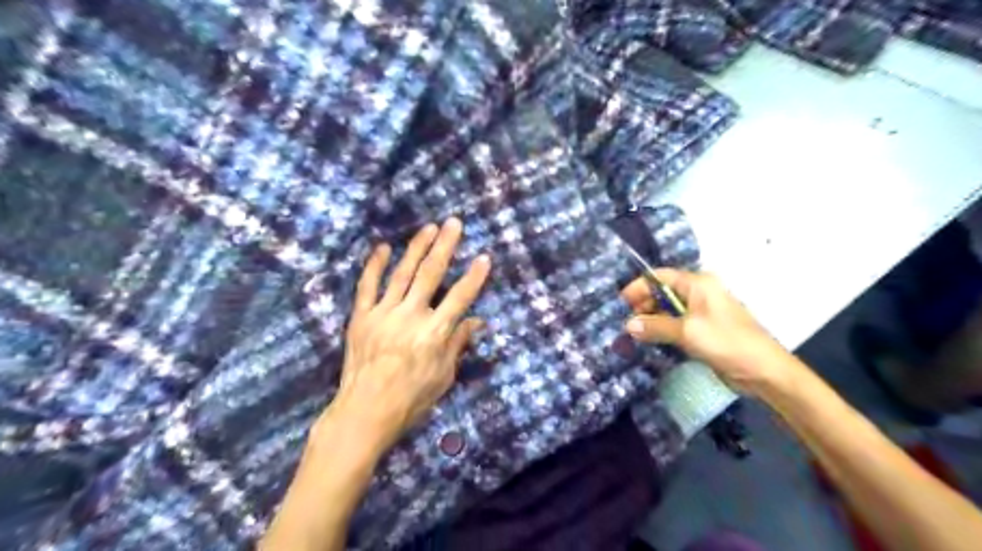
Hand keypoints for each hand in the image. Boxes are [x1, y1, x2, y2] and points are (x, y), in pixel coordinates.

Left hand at [320, 220, 489, 456]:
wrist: (364, 412)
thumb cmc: (411, 399)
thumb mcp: (443, 376)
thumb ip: (458, 344)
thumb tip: (477, 322)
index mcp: (434, 334)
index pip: (460, 298)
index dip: (474, 277)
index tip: (483, 257)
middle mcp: (410, 317)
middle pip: (431, 275)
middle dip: (445, 247)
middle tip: (454, 224)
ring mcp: (383, 314)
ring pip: (402, 273)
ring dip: (416, 248)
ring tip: (428, 228)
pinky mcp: (361, 317)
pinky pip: (368, 286)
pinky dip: (375, 266)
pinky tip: (382, 248)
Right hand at [619, 267, 795, 393]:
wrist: (764, 371)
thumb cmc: (726, 342)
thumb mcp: (687, 332)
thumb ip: (655, 326)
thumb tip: (628, 325)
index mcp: (698, 284)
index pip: (661, 276)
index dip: (639, 286)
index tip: (621, 302)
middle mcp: (700, 293)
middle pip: (664, 292)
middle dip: (643, 305)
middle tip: (626, 322)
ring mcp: (702, 313)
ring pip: (669, 310)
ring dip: (652, 320)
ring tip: (633, 333)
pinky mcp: (704, 330)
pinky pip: (677, 325)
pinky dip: (663, 330)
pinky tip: (649, 341)